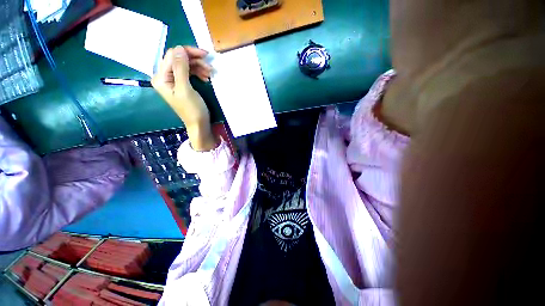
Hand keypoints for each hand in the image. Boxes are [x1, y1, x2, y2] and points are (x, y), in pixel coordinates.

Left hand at [152, 46, 217, 150]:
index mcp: (161, 78)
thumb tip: (179, 48)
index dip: (187, 52)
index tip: (205, 55)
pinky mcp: (182, 85)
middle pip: (179, 60)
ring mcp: (173, 81)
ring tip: (210, 74)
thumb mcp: (186, 89)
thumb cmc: (192, 110)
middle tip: (209, 66)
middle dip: (195, 61)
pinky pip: (189, 73)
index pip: (171, 56)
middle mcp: (165, 77)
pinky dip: (198, 73)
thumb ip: (181, 68)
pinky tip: (206, 78)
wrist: (199, 125)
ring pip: (185, 66)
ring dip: (198, 67)